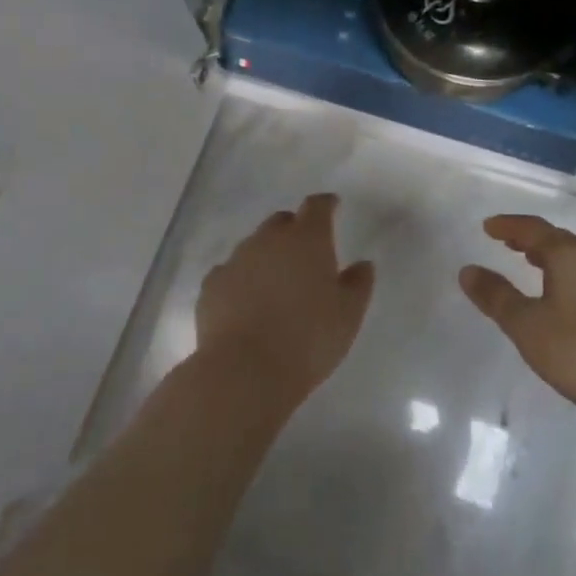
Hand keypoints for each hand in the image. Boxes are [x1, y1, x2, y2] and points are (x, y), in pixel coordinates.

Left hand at [194, 193, 375, 410]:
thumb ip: (358, 285)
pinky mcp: (212, 285)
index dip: (325, 204)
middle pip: (282, 221)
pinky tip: (245, 301)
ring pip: (254, 245)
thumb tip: (363, 264)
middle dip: (294, 229)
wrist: (244, 371)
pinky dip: (241, 279)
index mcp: (307, 240)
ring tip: (276, 282)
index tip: (333, 206)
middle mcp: (269, 240)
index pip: (316, 207)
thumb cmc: (308, 340)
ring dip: (267, 255)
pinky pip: (230, 272)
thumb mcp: (348, 316)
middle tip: (305, 252)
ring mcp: (236, 260)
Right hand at [460, 214, 575, 425]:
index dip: (508, 225)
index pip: (534, 228)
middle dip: (529, 237)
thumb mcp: (525, 325)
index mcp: (569, 256)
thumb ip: (495, 295)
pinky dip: (567, 271)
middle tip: (505, 242)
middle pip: (557, 238)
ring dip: (549, 254)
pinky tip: (561, 294)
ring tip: (529, 263)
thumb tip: (468, 270)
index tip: (488, 227)